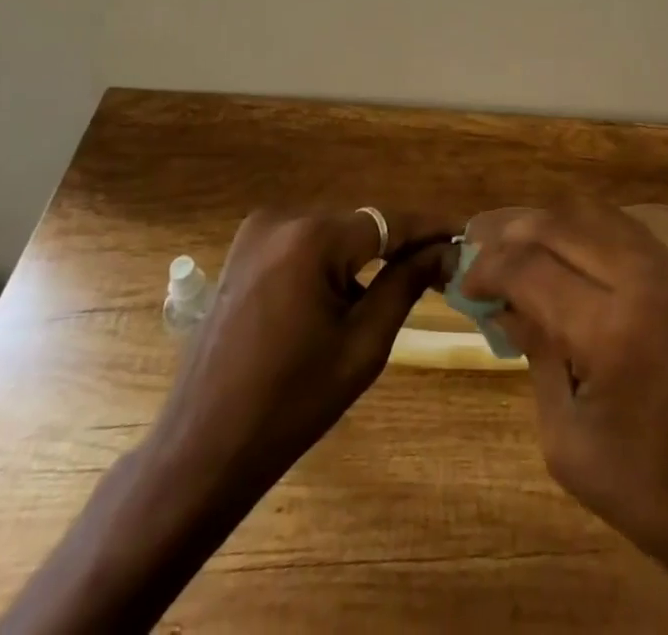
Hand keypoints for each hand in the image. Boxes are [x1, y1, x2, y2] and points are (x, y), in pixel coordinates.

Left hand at [154, 205, 455, 492]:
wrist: (202, 449)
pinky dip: (330, 261)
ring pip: (333, 233)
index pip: (388, 221)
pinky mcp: (243, 251)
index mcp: (311, 239)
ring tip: (401, 280)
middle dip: (398, 244)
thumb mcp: (362, 345)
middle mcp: (282, 219)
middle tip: (438, 266)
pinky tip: (348, 292)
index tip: (465, 236)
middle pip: (360, 225)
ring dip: (364, 254)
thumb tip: (444, 251)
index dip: (429, 228)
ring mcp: (256, 232)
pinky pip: (304, 244)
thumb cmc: (290, 404)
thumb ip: (406, 285)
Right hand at [463, 201, 667, 633]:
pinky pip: (628, 231)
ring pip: (597, 214)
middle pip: (561, 224)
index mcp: (612, 329)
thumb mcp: (567, 440)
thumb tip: (507, 304)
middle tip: (481, 247)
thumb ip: (535, 355)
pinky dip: (588, 232)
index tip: (465, 282)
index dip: (489, 268)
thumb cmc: (649, 492)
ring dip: (551, 223)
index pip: (531, 267)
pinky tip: (569, 253)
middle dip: (512, 231)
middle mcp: (645, 281)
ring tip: (518, 242)